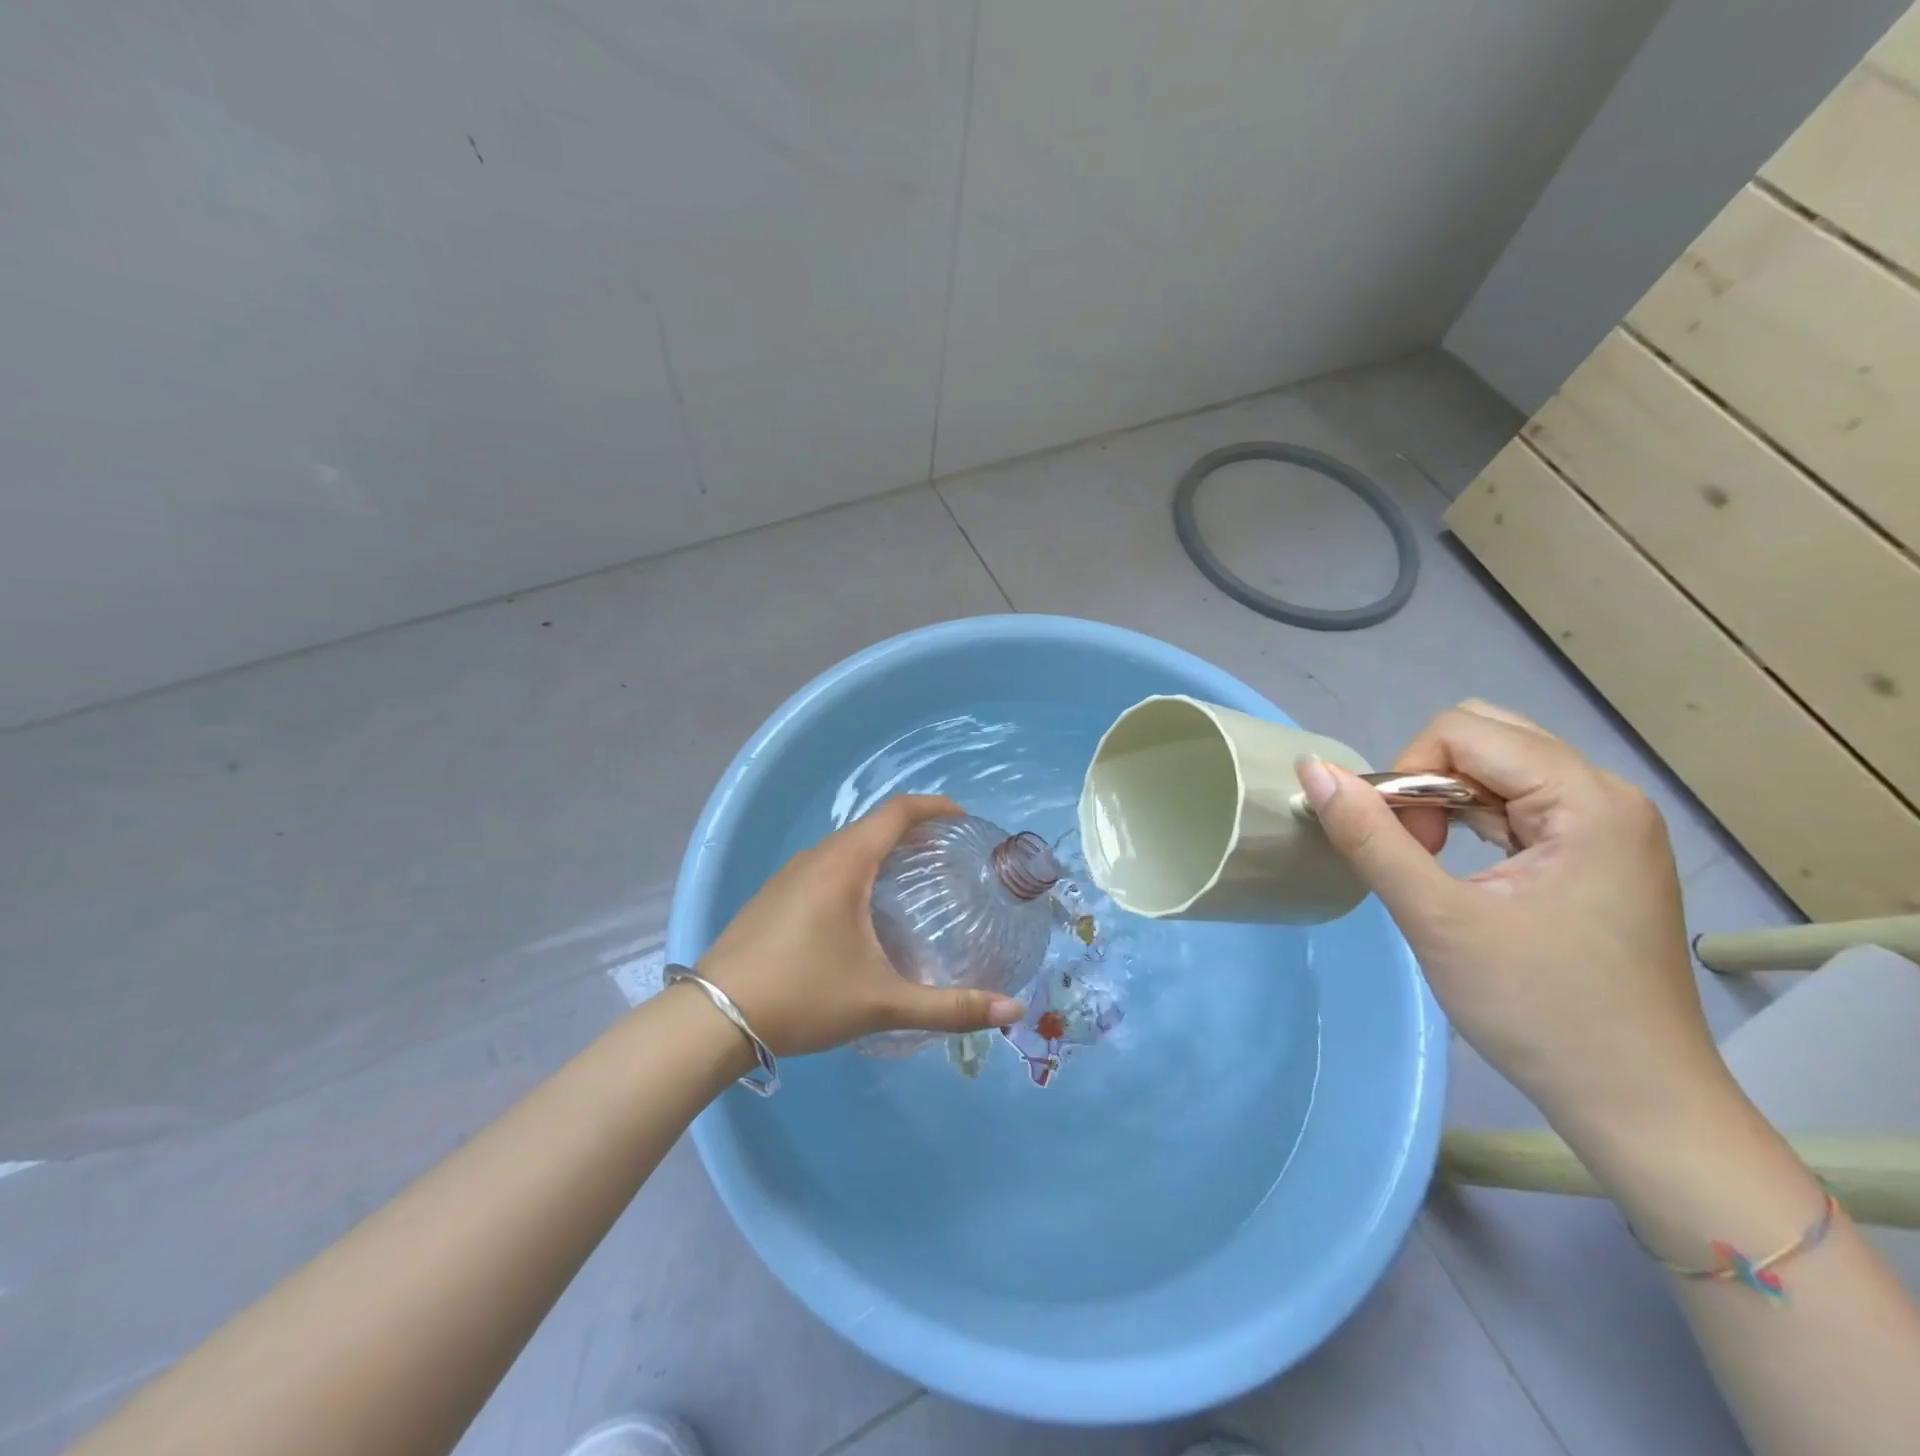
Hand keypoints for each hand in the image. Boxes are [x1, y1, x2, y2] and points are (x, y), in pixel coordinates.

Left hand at [695, 795, 1026, 1056]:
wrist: (712, 1018)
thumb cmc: (803, 997)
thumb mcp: (881, 1002)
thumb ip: (949, 1007)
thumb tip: (1012, 1010)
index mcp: (845, 865)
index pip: (897, 812)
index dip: (934, 807)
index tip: (963, 818)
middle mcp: (816, 858)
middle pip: (872, 827)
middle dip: (912, 830)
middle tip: (945, 855)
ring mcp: (787, 875)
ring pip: (844, 847)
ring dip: (879, 850)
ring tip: (909, 880)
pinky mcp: (771, 896)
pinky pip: (824, 866)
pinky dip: (853, 869)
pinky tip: (859, 910)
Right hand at [1299, 700, 1726, 1138]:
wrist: (1637, 1104)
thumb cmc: (1540, 1010)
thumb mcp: (1438, 920)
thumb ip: (1370, 838)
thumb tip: (1312, 768)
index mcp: (1585, 799)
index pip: (1462, 732)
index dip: (1409, 775)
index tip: (1403, 847)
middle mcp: (1605, 796)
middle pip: (1484, 739)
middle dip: (1427, 782)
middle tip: (1417, 852)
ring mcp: (1607, 826)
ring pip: (1497, 770)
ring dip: (1447, 805)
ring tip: (1436, 868)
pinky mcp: (1598, 855)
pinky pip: (1518, 805)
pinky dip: (1473, 825)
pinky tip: (1465, 874)